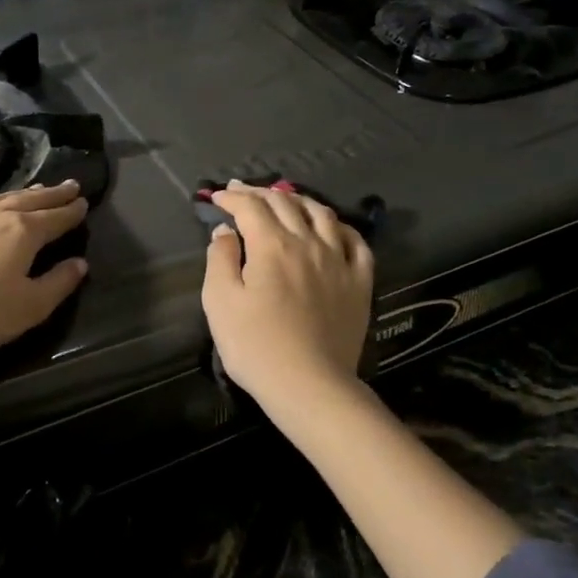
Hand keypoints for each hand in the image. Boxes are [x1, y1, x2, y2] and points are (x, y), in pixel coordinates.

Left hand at [0, 181, 89, 366]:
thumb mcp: (29, 307)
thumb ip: (58, 284)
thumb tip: (80, 263)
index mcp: (23, 232)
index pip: (55, 217)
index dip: (71, 211)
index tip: (84, 202)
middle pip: (31, 200)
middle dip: (53, 194)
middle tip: (70, 186)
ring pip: (5, 198)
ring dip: (26, 193)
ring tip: (38, 190)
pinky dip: (0, 200)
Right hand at [201, 181, 373, 419]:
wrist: (310, 385)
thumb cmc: (256, 346)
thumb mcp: (220, 302)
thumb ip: (220, 259)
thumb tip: (225, 231)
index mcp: (272, 245)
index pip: (250, 207)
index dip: (232, 197)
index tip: (217, 197)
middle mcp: (308, 242)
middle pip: (285, 203)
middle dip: (260, 193)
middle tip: (242, 192)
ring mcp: (339, 261)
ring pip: (322, 214)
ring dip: (299, 201)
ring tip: (285, 200)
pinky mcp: (360, 282)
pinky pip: (356, 242)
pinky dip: (340, 227)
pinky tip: (332, 228)